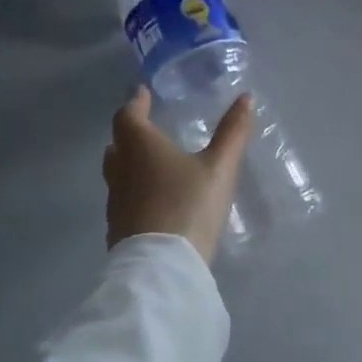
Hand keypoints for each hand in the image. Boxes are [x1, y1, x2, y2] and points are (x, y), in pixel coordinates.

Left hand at [104, 87, 254, 263]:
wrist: (162, 268)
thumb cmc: (189, 206)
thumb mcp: (220, 167)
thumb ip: (233, 132)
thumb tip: (245, 97)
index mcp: (141, 147)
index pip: (128, 116)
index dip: (136, 102)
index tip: (142, 92)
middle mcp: (121, 170)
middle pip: (117, 144)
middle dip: (130, 133)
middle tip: (147, 126)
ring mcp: (116, 202)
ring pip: (117, 172)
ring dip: (129, 162)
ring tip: (151, 161)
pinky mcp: (119, 229)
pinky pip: (123, 198)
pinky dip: (134, 189)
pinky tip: (154, 198)